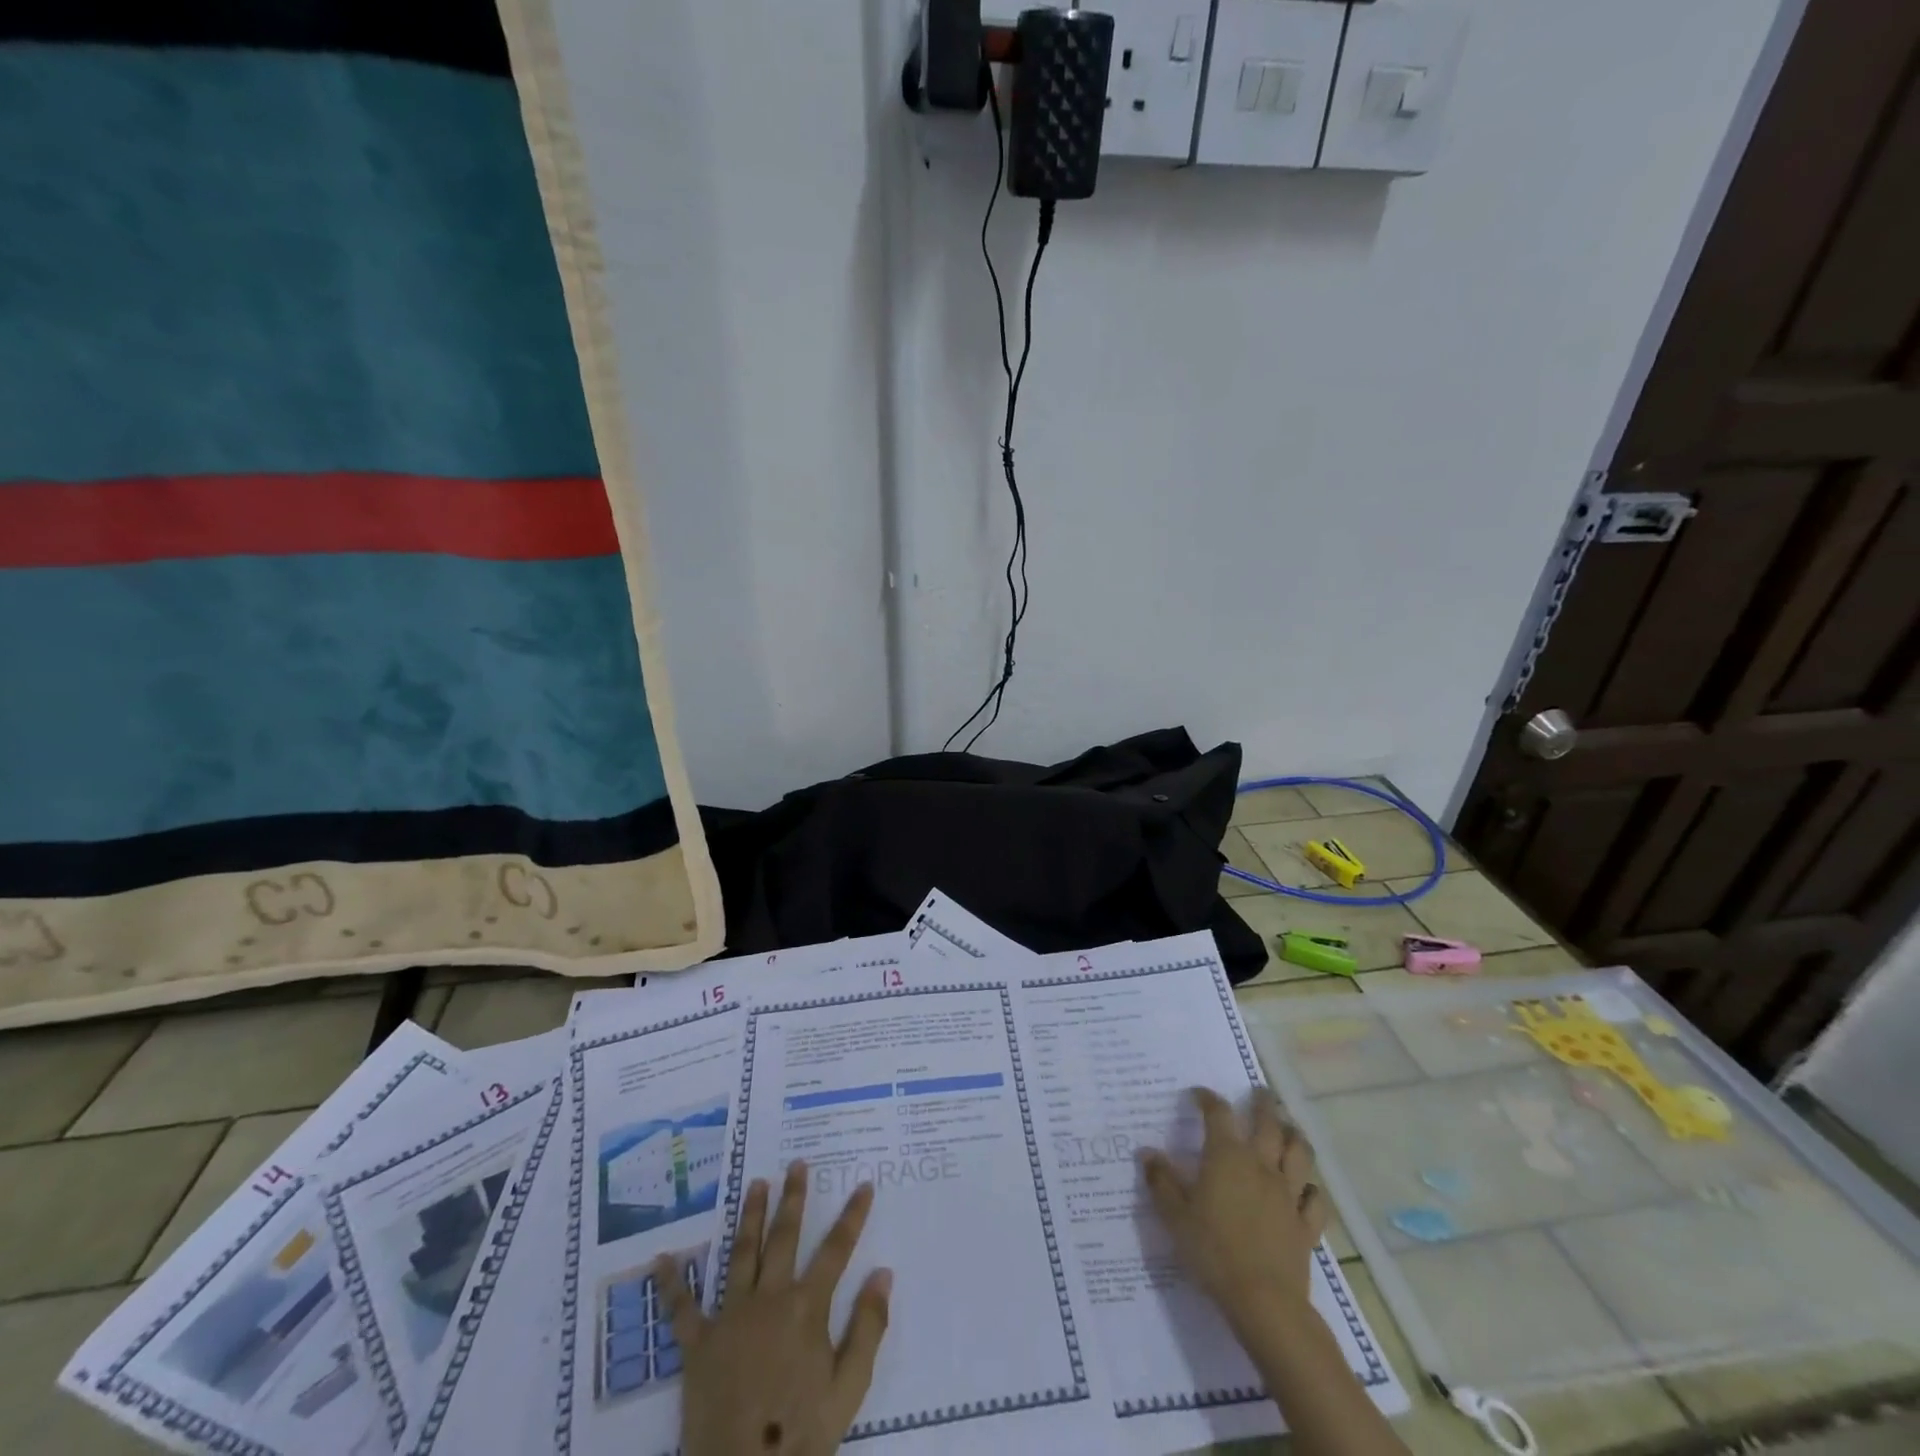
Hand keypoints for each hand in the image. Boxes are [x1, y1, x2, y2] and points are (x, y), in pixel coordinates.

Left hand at [656, 1160, 892, 1455]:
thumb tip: (884, 1272)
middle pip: (784, 1237)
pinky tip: (662, 1258)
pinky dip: (671, 1282)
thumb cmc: (801, 1435)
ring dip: (750, 1216)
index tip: (864, 1184)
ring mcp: (731, 1317)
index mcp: (807, 1307)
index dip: (853, 1215)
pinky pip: (681, 1309)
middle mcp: (769, 1298)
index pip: (836, 1249)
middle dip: (793, 1197)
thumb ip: (867, 1327)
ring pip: (741, 1253)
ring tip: (756, 1184)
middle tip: (796, 1164)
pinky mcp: (698, 1344)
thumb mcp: (849, 1389)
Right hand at [1139, 1086, 1327, 1340]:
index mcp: (1227, 1156)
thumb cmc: (1212, 1251)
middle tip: (1260, 1092)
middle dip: (1263, 1103)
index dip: (1208, 1098)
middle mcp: (1261, 1165)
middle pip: (1268, 1123)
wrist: (1263, 1301)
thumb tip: (1147, 1152)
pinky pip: (1315, 1199)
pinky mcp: (1306, 1225)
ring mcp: (1288, 1194)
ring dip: (1294, 1135)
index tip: (1198, 1094)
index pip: (1218, 1113)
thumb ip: (1161, 1181)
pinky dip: (1312, 1188)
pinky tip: (1307, 1188)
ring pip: (1299, 1153)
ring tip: (1289, 1127)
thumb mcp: (1174, 1216)